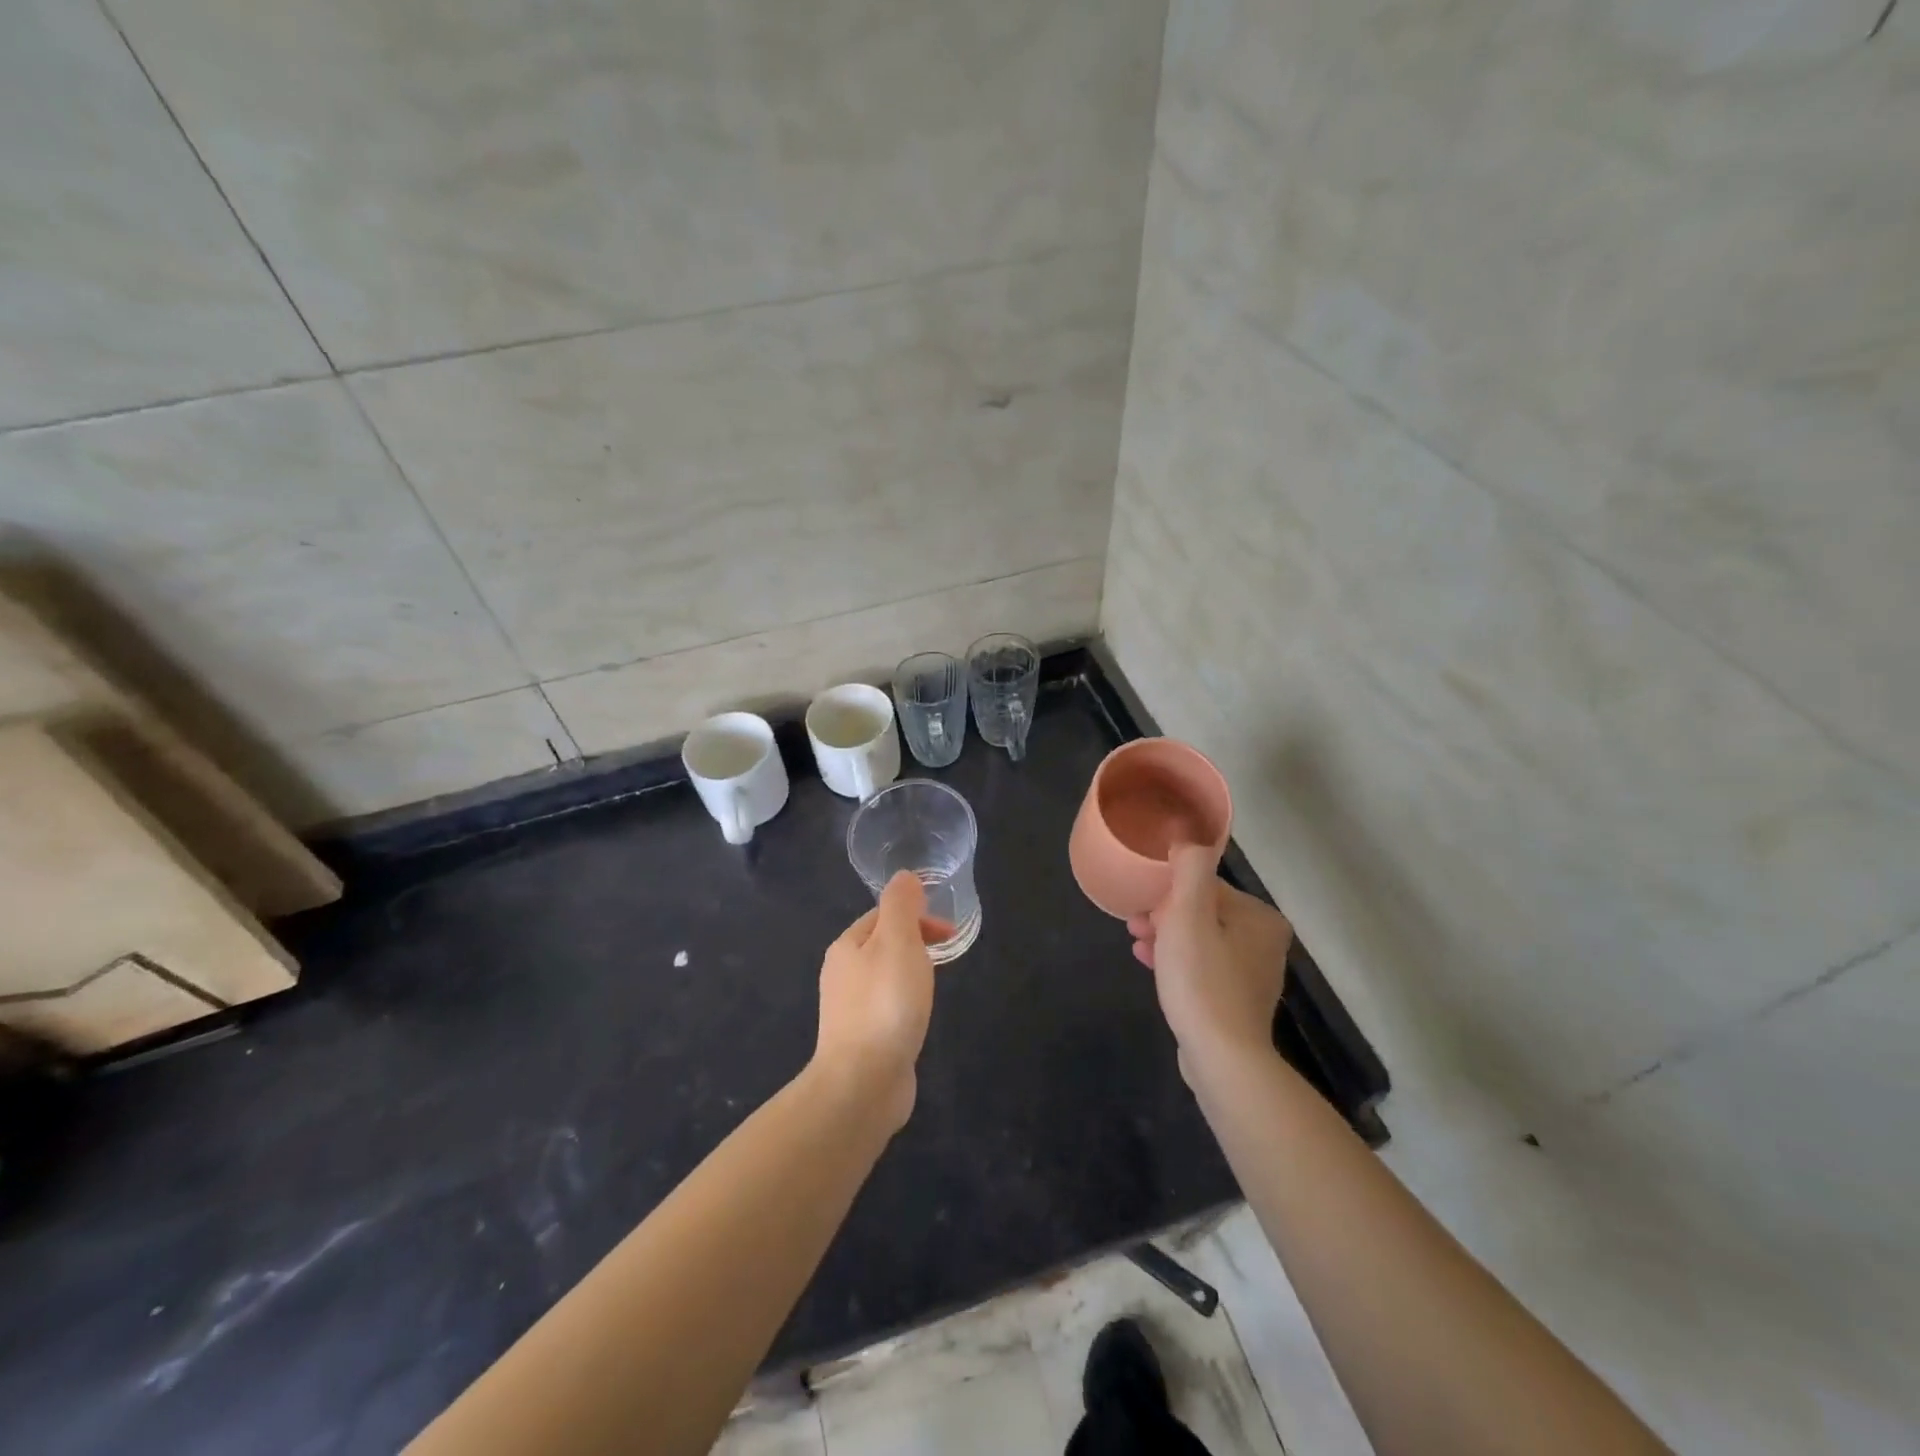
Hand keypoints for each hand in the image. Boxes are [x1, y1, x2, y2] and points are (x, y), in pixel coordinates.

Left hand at [814, 873, 951, 1130]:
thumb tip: (904, 876)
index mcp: (846, 946)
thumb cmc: (885, 1003)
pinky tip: (918, 1018)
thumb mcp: (898, 941)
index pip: (882, 915)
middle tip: (948, 953)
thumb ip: (901, 905)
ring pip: (885, 977)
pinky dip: (906, 1003)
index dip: (917, 915)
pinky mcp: (862, 1041)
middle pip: (882, 945)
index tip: (949, 931)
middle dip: (916, 942)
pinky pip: (887, 1008)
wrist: (863, 1082)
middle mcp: (842, 975)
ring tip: (936, 985)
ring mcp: (849, 1011)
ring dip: (912, 973)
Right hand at [1129, 846, 1292, 1074]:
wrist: (1222, 1058)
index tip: (1141, 906)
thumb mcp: (1189, 914)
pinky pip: (1202, 968)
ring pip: (1200, 940)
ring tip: (1136, 944)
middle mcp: (1264, 942)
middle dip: (1164, 915)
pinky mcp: (1237, 1001)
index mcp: (1260, 918)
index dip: (1169, 892)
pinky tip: (1151, 966)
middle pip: (1203, 913)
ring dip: (1166, 937)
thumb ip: (1190, 868)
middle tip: (1134, 925)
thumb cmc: (1202, 980)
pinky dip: (1177, 962)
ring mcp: (1253, 974)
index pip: (1206, 888)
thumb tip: (1186, 836)